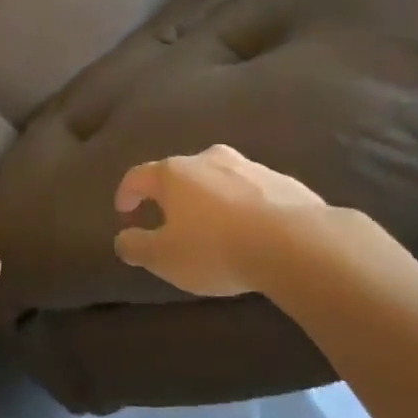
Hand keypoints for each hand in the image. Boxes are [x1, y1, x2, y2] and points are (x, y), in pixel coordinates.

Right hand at [114, 145, 327, 295]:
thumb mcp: (164, 258)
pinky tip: (251, 230)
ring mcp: (249, 166)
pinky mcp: (283, 181)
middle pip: (180, 173)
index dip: (127, 193)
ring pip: (219, 179)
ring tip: (213, 227)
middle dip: (171, 195)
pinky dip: (244, 206)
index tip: (124, 211)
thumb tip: (123, 239)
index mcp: (174, 173)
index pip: (138, 176)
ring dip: (210, 199)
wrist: (294, 243)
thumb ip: (137, 247)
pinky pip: (253, 192)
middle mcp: (209, 159)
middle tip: (169, 220)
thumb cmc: (215, 248)